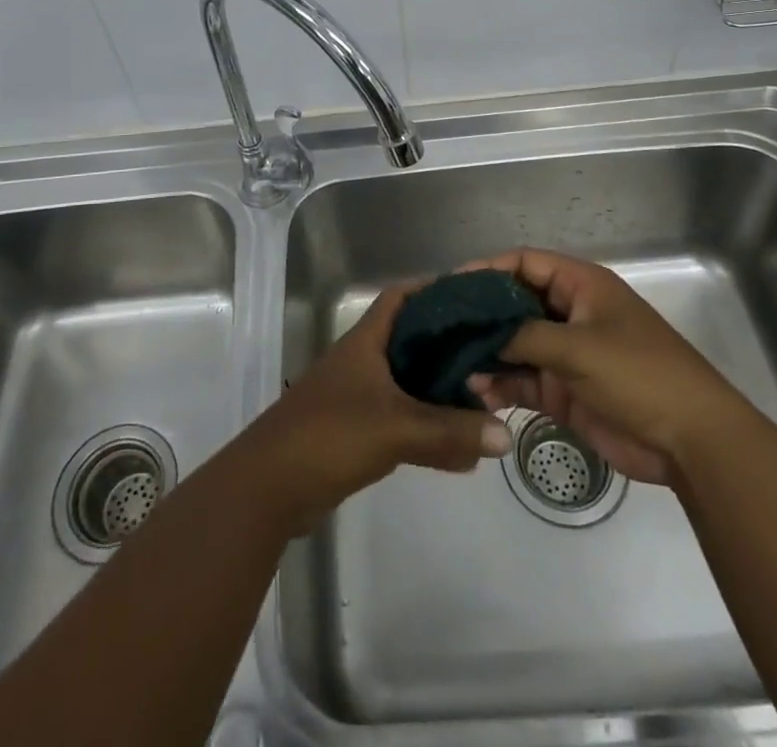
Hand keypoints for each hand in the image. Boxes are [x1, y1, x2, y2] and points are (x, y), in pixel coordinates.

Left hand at [241, 284, 511, 533]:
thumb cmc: (330, 435)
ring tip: (484, 397)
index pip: (400, 297)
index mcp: (366, 341)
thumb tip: (505, 433)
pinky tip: (460, 450)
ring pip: (408, 382)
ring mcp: (357, 396)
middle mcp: (362, 361)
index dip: (433, 289)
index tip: (473, 296)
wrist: (270, 487)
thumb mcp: (396, 428)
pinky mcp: (356, 431)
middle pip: (410, 339)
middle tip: (491, 349)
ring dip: (441, 389)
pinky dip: (429, 428)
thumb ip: (450, 431)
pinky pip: (402, 420)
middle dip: (448, 343)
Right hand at [463, 249, 752, 487]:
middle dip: (480, 315)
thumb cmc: (639, 375)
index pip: (524, 263)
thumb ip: (524, 336)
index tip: (450, 287)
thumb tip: (478, 337)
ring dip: (486, 354)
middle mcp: (570, 312)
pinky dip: (500, 384)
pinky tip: (475, 393)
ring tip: (451, 365)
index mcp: (580, 285)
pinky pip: (523, 379)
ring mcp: (566, 352)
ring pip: (514, 344)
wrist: (691, 442)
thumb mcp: (578, 347)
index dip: (486, 270)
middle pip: (514, 303)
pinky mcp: (564, 390)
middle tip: (440, 327)